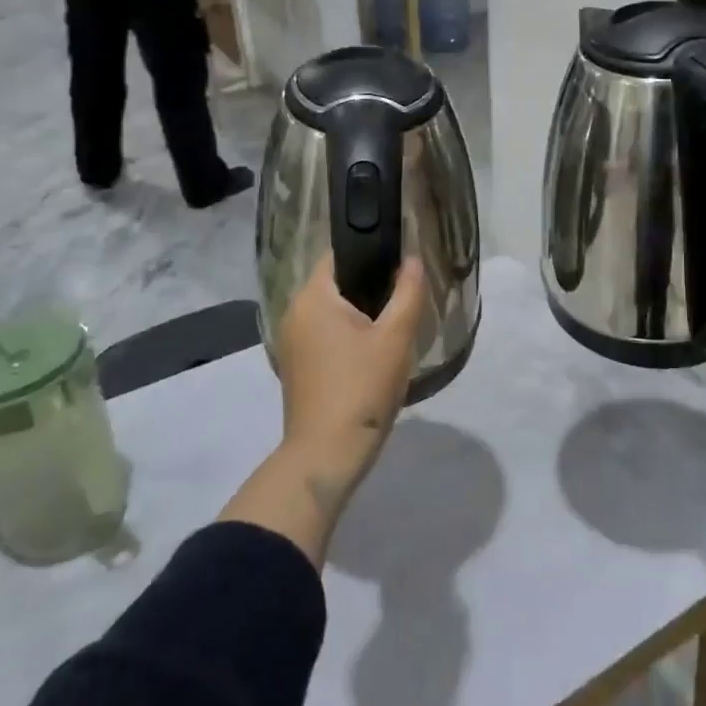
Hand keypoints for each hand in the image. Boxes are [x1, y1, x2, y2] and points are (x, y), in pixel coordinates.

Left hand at [274, 255, 425, 481]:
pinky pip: (325, 334)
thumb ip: (408, 292)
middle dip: (370, 286)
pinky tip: (373, 351)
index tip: (400, 262)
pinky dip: (347, 335)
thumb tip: (413, 260)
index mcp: (313, 297)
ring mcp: (292, 341)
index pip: (339, 254)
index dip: (370, 252)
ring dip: (361, 314)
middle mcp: (294, 312)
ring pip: (331, 312)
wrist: (327, 454)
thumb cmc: (362, 387)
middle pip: (336, 283)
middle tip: (405, 296)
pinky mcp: (296, 366)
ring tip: (394, 324)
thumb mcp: (395, 337)